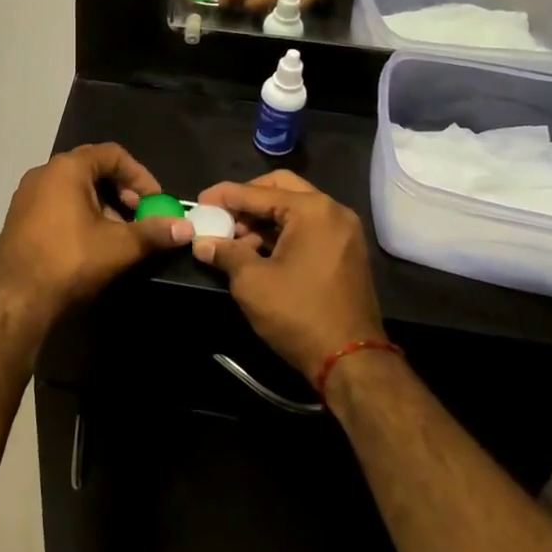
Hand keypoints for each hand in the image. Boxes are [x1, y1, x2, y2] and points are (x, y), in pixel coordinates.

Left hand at [0, 143, 193, 324]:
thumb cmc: (70, 261)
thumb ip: (154, 232)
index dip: (139, 175)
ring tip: (119, 235)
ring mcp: (27, 195)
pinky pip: (57, 203)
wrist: (16, 300)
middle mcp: (44, 173)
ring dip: (102, 205)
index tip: (155, 201)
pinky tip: (91, 244)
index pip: (112, 154)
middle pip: (93, 169)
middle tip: (139, 217)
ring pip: (74, 188)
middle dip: (122, 192)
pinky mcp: (19, 217)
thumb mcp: (119, 246)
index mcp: (67, 168)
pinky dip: (80, 214)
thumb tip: (187, 229)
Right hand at [191, 171, 385, 380]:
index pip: (257, 193)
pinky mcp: (346, 251)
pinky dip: (282, 233)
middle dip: (247, 200)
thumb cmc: (299, 314)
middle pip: (281, 189)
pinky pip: (309, 228)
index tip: (199, 201)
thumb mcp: (252, 282)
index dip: (224, 196)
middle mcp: (333, 211)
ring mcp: (344, 231)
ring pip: (295, 209)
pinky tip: (258, 252)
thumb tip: (202, 243)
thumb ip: (226, 253)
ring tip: (235, 240)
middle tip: (222, 214)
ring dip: (263, 219)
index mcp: (312, 210)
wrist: (352, 362)